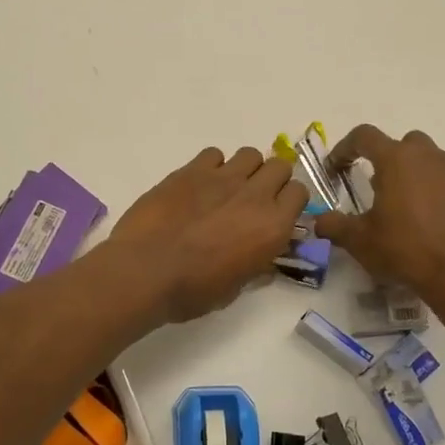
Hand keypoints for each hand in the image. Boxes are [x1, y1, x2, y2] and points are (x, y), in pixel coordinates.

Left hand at [109, 146, 309, 323]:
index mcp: (273, 226)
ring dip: (245, 169)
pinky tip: (198, 185)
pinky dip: (212, 166)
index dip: (289, 202)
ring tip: (226, 189)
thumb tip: (266, 264)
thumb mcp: (234, 289)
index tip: (276, 213)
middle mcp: (255, 195)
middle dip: (271, 179)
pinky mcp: (191, 170)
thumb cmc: (193, 290)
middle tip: (253, 199)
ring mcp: (222, 177)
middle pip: (279, 166)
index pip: (299, 193)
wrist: (145, 270)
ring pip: (250, 154)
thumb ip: (256, 268)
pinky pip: (214, 154)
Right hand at [312, 126, 444, 310]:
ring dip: (422, 178)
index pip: (364, 137)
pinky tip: (441, 226)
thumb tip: (319, 220)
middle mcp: (432, 159)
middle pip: (407, 143)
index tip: (336, 168)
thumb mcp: (359, 240)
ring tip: (412, 210)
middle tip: (381, 187)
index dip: (345, 148)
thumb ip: (334, 225)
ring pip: (437, 164)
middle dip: (392, 158)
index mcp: (398, 160)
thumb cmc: (404, 250)